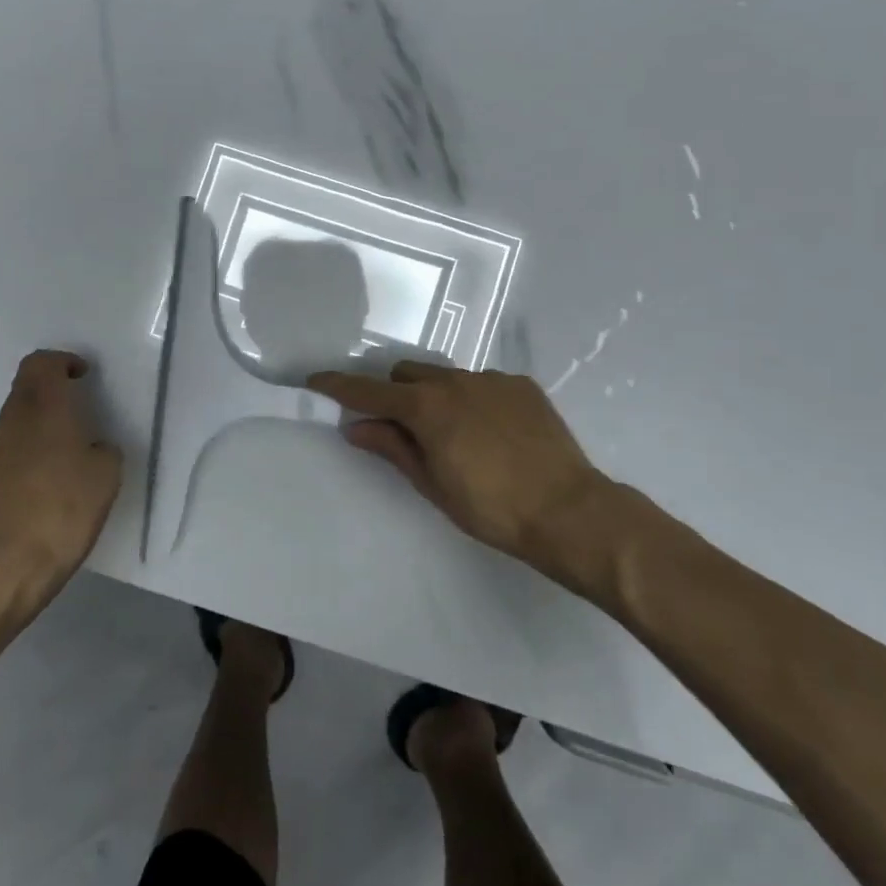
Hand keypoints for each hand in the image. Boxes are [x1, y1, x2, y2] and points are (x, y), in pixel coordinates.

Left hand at [0, 350, 122, 614]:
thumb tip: (93, 448)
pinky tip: (47, 481)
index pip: (41, 363)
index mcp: (44, 410)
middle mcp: (13, 422)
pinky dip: (29, 449)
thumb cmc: (63, 512)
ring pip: (16, 418)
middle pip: (25, 386)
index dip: (63, 361)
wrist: (5, 569)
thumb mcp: (106, 477)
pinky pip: (9, 449)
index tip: (83, 376)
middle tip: (80, 406)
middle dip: (51, 388)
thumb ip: (103, 450)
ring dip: (40, 419)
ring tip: (68, 447)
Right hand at [307, 361, 654, 593]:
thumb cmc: (491, 508)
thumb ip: (392, 448)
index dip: (339, 386)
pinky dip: (473, 400)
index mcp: (427, 407)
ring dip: (436, 396)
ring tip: (455, 434)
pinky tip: (492, 433)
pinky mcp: (522, 386)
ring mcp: (492, 380)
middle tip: (402, 427)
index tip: (316, 380)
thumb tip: (355, 426)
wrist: (569, 511)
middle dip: (395, 393)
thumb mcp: (432, 484)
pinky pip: (483, 383)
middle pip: (407, 374)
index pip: (370, 391)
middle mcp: (456, 381)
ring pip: (447, 377)